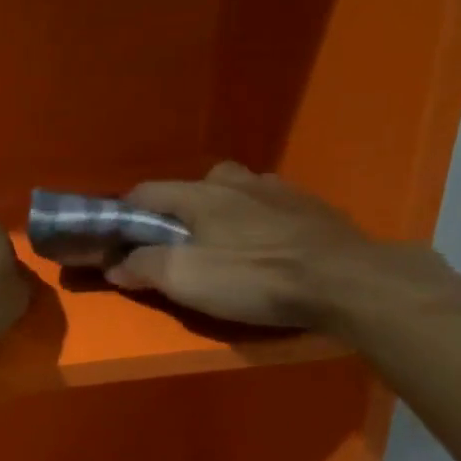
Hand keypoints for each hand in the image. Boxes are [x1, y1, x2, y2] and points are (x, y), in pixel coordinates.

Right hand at [105, 163, 419, 330]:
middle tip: (176, 248)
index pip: (144, 192)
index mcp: (198, 194)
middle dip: (175, 215)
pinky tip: (265, 246)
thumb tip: (115, 263)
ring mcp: (276, 189)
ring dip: (218, 214)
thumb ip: (144, 266)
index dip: (124, 216)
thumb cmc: (255, 278)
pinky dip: (255, 221)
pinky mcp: (309, 206)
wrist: (345, 280)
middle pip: (190, 189)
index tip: (118, 241)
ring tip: (223, 246)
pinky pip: (267, 206)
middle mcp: (234, 181)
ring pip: (233, 193)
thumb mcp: (186, 279)